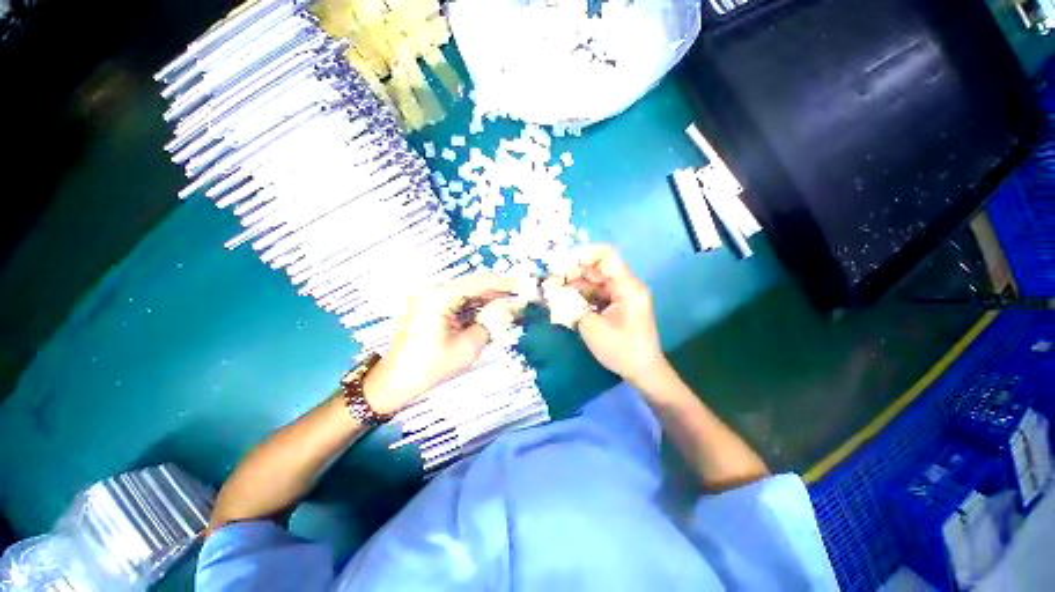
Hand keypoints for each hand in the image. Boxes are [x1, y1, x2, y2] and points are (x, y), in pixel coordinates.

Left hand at [363, 274, 518, 414]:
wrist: (393, 381)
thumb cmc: (431, 366)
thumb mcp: (468, 347)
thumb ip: (491, 323)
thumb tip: (511, 309)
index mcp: (439, 297)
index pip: (479, 283)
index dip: (503, 284)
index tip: (523, 285)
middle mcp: (433, 291)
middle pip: (472, 285)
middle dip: (497, 291)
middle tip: (519, 295)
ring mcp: (428, 298)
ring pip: (465, 293)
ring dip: (486, 298)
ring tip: (509, 303)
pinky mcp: (428, 307)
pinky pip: (456, 302)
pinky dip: (473, 306)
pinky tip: (488, 310)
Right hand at [563, 245, 667, 386]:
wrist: (643, 371)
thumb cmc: (621, 350)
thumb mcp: (591, 327)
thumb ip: (571, 305)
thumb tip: (552, 291)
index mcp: (627, 286)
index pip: (606, 256)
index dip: (582, 255)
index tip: (560, 266)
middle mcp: (626, 285)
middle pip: (597, 268)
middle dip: (573, 272)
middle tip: (551, 282)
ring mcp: (622, 294)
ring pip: (595, 280)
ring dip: (575, 284)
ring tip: (554, 292)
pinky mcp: (618, 303)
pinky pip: (598, 292)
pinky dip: (582, 295)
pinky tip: (567, 300)